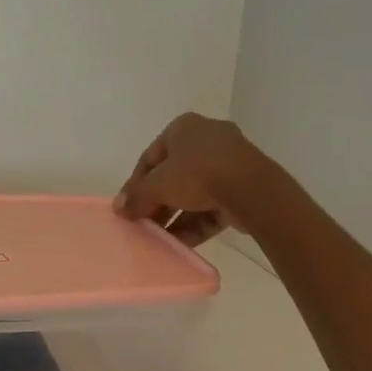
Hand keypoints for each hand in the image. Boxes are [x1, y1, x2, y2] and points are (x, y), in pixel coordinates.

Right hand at [114, 113, 272, 246]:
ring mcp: (229, 163)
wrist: (253, 189)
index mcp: (184, 128)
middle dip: (157, 202)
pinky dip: (197, 222)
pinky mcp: (244, 187)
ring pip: (194, 193)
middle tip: (143, 224)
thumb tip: (119, 209)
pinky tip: (180, 243)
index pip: (150, 157)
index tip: (127, 208)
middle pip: (172, 175)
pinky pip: (213, 205)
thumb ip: (136, 197)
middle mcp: (207, 139)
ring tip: (159, 238)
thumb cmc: (198, 173)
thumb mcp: (158, 185)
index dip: (135, 184)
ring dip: (175, 216)